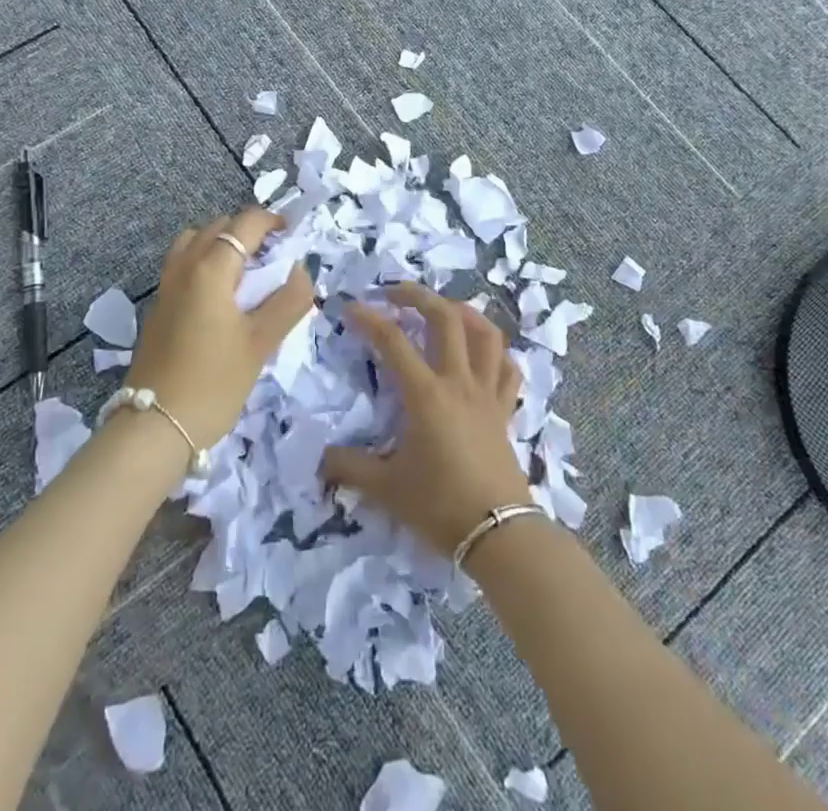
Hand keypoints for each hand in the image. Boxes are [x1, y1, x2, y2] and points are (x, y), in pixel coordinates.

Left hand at [125, 207, 313, 447]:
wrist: (155, 426)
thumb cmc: (214, 382)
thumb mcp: (261, 343)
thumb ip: (288, 301)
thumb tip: (302, 269)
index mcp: (210, 268)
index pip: (244, 223)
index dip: (271, 221)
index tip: (292, 234)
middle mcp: (184, 266)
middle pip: (218, 227)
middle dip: (248, 231)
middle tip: (274, 256)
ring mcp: (166, 286)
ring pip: (195, 242)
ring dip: (222, 244)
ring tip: (246, 272)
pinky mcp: (158, 307)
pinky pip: (184, 264)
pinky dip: (205, 262)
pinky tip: (222, 297)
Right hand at [320, 283, 531, 559]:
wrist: (499, 534)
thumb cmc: (440, 506)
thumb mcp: (386, 488)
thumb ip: (349, 468)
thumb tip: (320, 459)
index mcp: (426, 394)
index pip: (393, 342)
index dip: (369, 319)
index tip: (350, 307)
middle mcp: (458, 382)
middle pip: (445, 319)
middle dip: (418, 296)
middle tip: (395, 292)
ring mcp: (487, 393)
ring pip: (485, 334)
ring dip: (464, 312)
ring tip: (444, 307)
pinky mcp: (505, 410)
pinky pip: (507, 369)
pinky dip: (496, 352)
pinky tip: (484, 351)